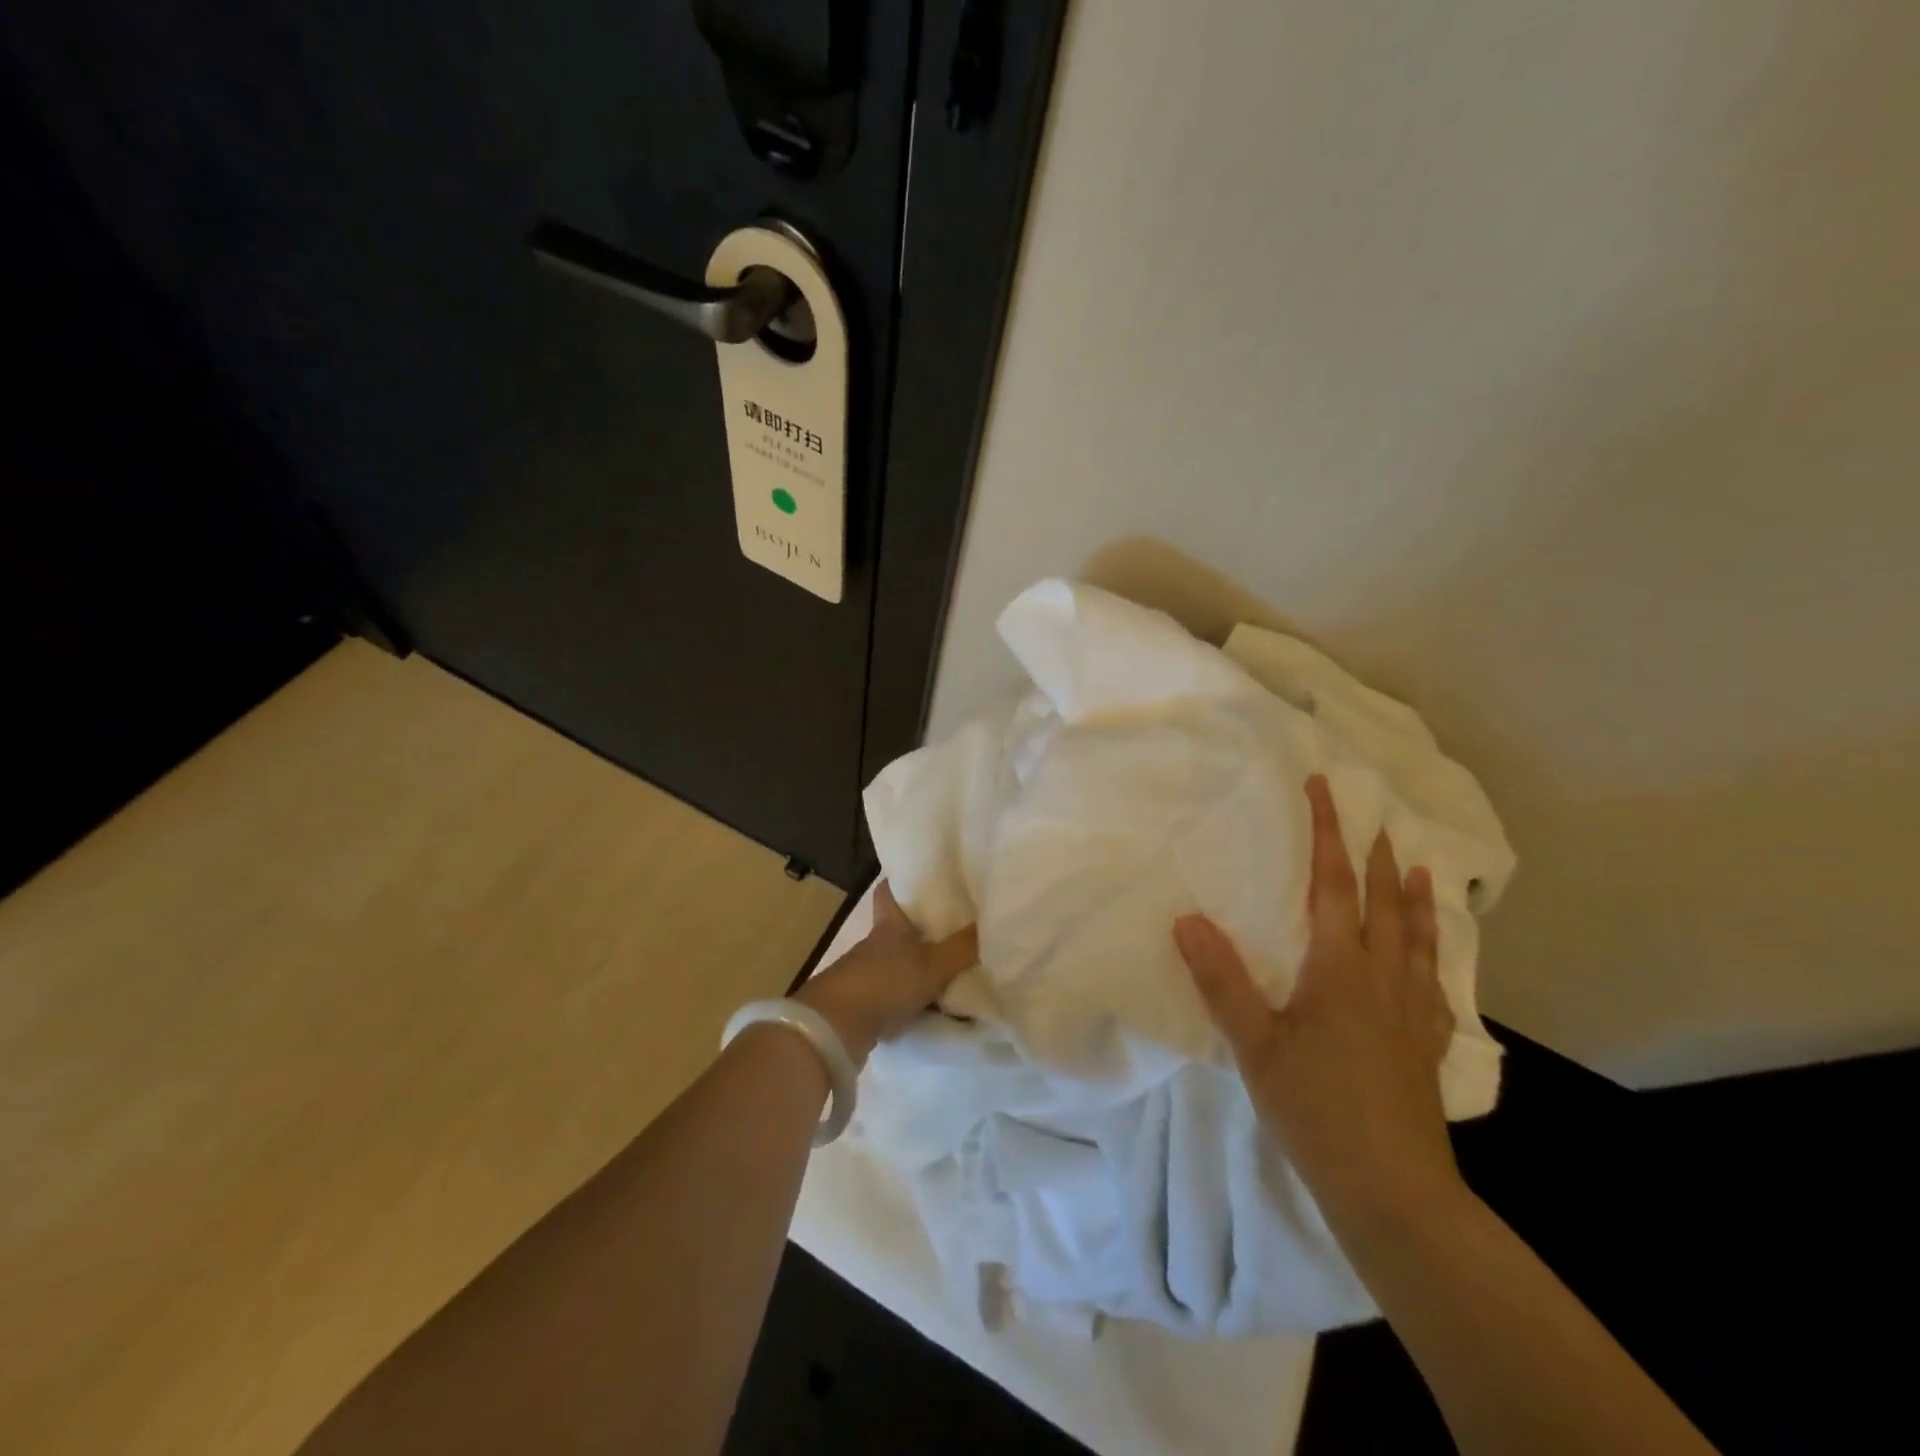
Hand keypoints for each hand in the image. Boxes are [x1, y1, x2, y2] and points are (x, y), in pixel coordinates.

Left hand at [795, 881, 977, 1065]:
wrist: (835, 1029)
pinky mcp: (866, 1005)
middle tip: (957, 926)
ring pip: (899, 963)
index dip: (900, 881)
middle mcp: (876, 945)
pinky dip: (915, 998)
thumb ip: (962, 948)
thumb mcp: (932, 965)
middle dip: (923, 929)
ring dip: (921, 967)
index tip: (920, 874)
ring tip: (956, 969)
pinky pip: (898, 995)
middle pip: (899, 929)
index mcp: (889, 925)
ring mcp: (868, 975)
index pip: (888, 892)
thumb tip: (994, 924)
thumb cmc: (884, 982)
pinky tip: (938, 1006)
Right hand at [1172, 775, 1461, 1224]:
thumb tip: (1186, 919)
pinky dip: (1431, 956)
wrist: (1392, 1191)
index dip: (1327, 834)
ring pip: (1417, 939)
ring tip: (1421, 868)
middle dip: (1377, 855)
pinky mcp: (1425, 1046)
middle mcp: (1382, 978)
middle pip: (1383, 903)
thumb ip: (1222, 980)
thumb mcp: (1254, 1045)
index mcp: (1340, 969)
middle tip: (1378, 818)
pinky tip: (1431, 962)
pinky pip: (1433, 984)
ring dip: (1416, 898)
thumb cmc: (1315, 1109)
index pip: (1332, 885)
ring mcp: (1412, 1013)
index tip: (1325, 789)